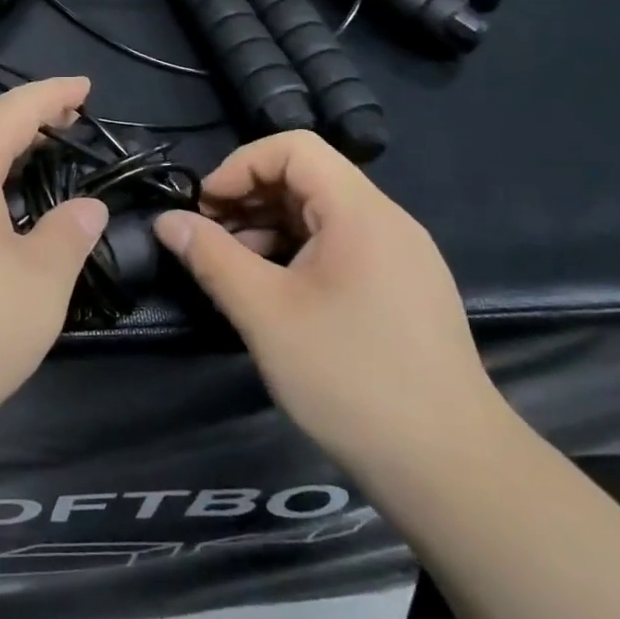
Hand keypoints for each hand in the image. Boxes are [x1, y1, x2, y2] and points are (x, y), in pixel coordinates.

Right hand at [153, 131, 501, 481]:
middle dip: (250, 197)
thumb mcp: (266, 314)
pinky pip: (342, 247)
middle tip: (209, 238)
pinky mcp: (404, 290)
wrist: (452, 471)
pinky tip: (275, 294)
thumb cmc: (351, 378)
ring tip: (234, 270)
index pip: (294, 148)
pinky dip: (299, 253)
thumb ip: (212, 257)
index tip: (205, 207)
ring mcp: (401, 256)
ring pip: (323, 214)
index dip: (240, 165)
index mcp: (360, 212)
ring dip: (270, 227)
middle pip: (308, 177)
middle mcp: (387, 221)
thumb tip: (167, 220)